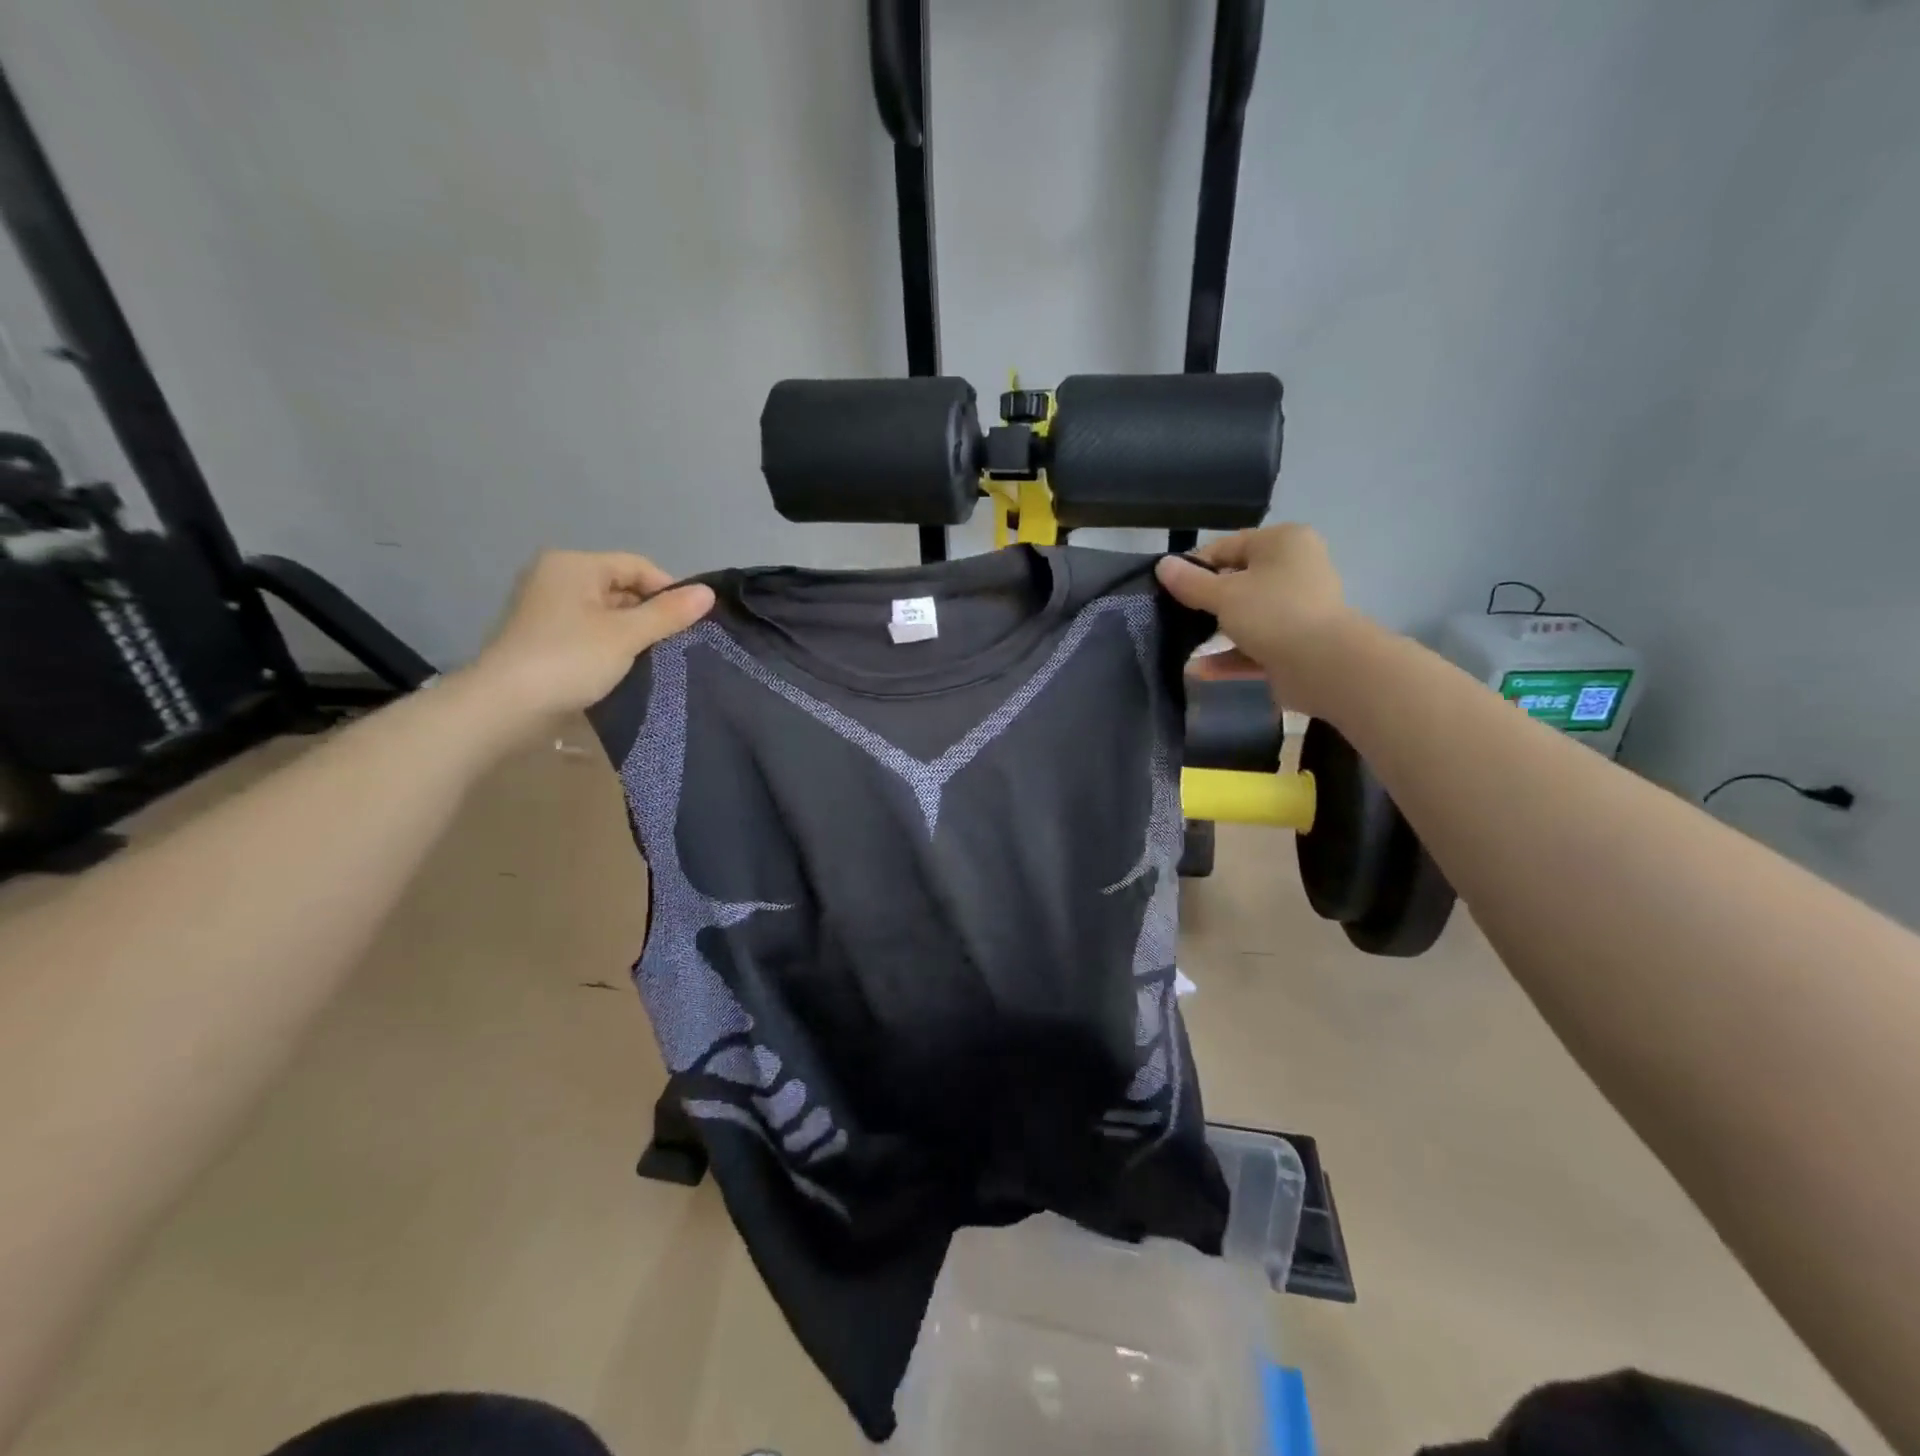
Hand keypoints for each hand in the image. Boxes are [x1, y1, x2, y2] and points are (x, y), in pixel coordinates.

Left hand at [467, 551, 713, 729]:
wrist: (505, 707)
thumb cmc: (570, 659)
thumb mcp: (627, 635)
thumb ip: (668, 613)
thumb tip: (709, 592)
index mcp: (574, 565)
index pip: (638, 566)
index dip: (669, 591)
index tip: (690, 624)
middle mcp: (556, 577)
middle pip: (621, 587)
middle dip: (650, 614)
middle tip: (674, 645)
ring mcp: (546, 608)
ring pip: (606, 612)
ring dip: (632, 633)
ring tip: (654, 658)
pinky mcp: (543, 637)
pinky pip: (589, 631)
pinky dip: (610, 645)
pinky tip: (624, 667)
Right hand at [1155, 525, 1355, 716]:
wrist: (1324, 666)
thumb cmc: (1273, 613)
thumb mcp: (1223, 594)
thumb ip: (1190, 582)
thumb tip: (1162, 565)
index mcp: (1283, 543)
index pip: (1227, 546)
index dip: (1193, 566)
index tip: (1166, 588)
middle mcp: (1295, 569)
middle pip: (1238, 581)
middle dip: (1204, 601)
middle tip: (1172, 616)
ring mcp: (1298, 609)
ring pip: (1246, 616)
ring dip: (1214, 631)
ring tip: (1180, 643)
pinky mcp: (1296, 644)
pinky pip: (1255, 646)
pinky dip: (1229, 656)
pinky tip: (1198, 670)